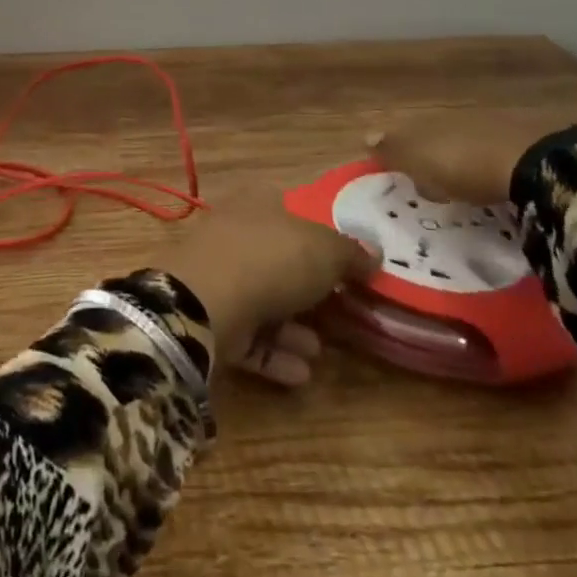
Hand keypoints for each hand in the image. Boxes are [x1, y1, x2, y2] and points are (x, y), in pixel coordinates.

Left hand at [157, 196, 377, 387]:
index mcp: (258, 203)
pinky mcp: (208, 318)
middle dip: (308, 289)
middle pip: (278, 259)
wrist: (203, 303)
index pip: (290, 211)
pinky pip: (247, 335)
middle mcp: (234, 234)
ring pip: (263, 300)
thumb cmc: (270, 260)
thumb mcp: (325, 250)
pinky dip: (274, 353)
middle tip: (339, 312)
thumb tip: (373, 253)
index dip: (318, 234)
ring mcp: (217, 276)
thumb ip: (350, 252)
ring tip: (318, 351)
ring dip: (293, 328)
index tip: (345, 263)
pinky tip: (300, 373)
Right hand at [365, 111, 569, 204]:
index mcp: (427, 121)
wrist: (532, 161)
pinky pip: (494, 151)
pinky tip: (491, 178)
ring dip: (460, 156)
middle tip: (428, 179)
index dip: (398, 149)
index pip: (404, 132)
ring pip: (464, 139)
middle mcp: (455, 116)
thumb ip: (393, 149)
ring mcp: (490, 124)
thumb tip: (365, 136)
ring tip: (460, 182)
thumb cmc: (462, 164)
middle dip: (430, 151)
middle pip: (435, 134)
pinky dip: (487, 162)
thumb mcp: (419, 160)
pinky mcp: (522, 140)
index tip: (395, 169)